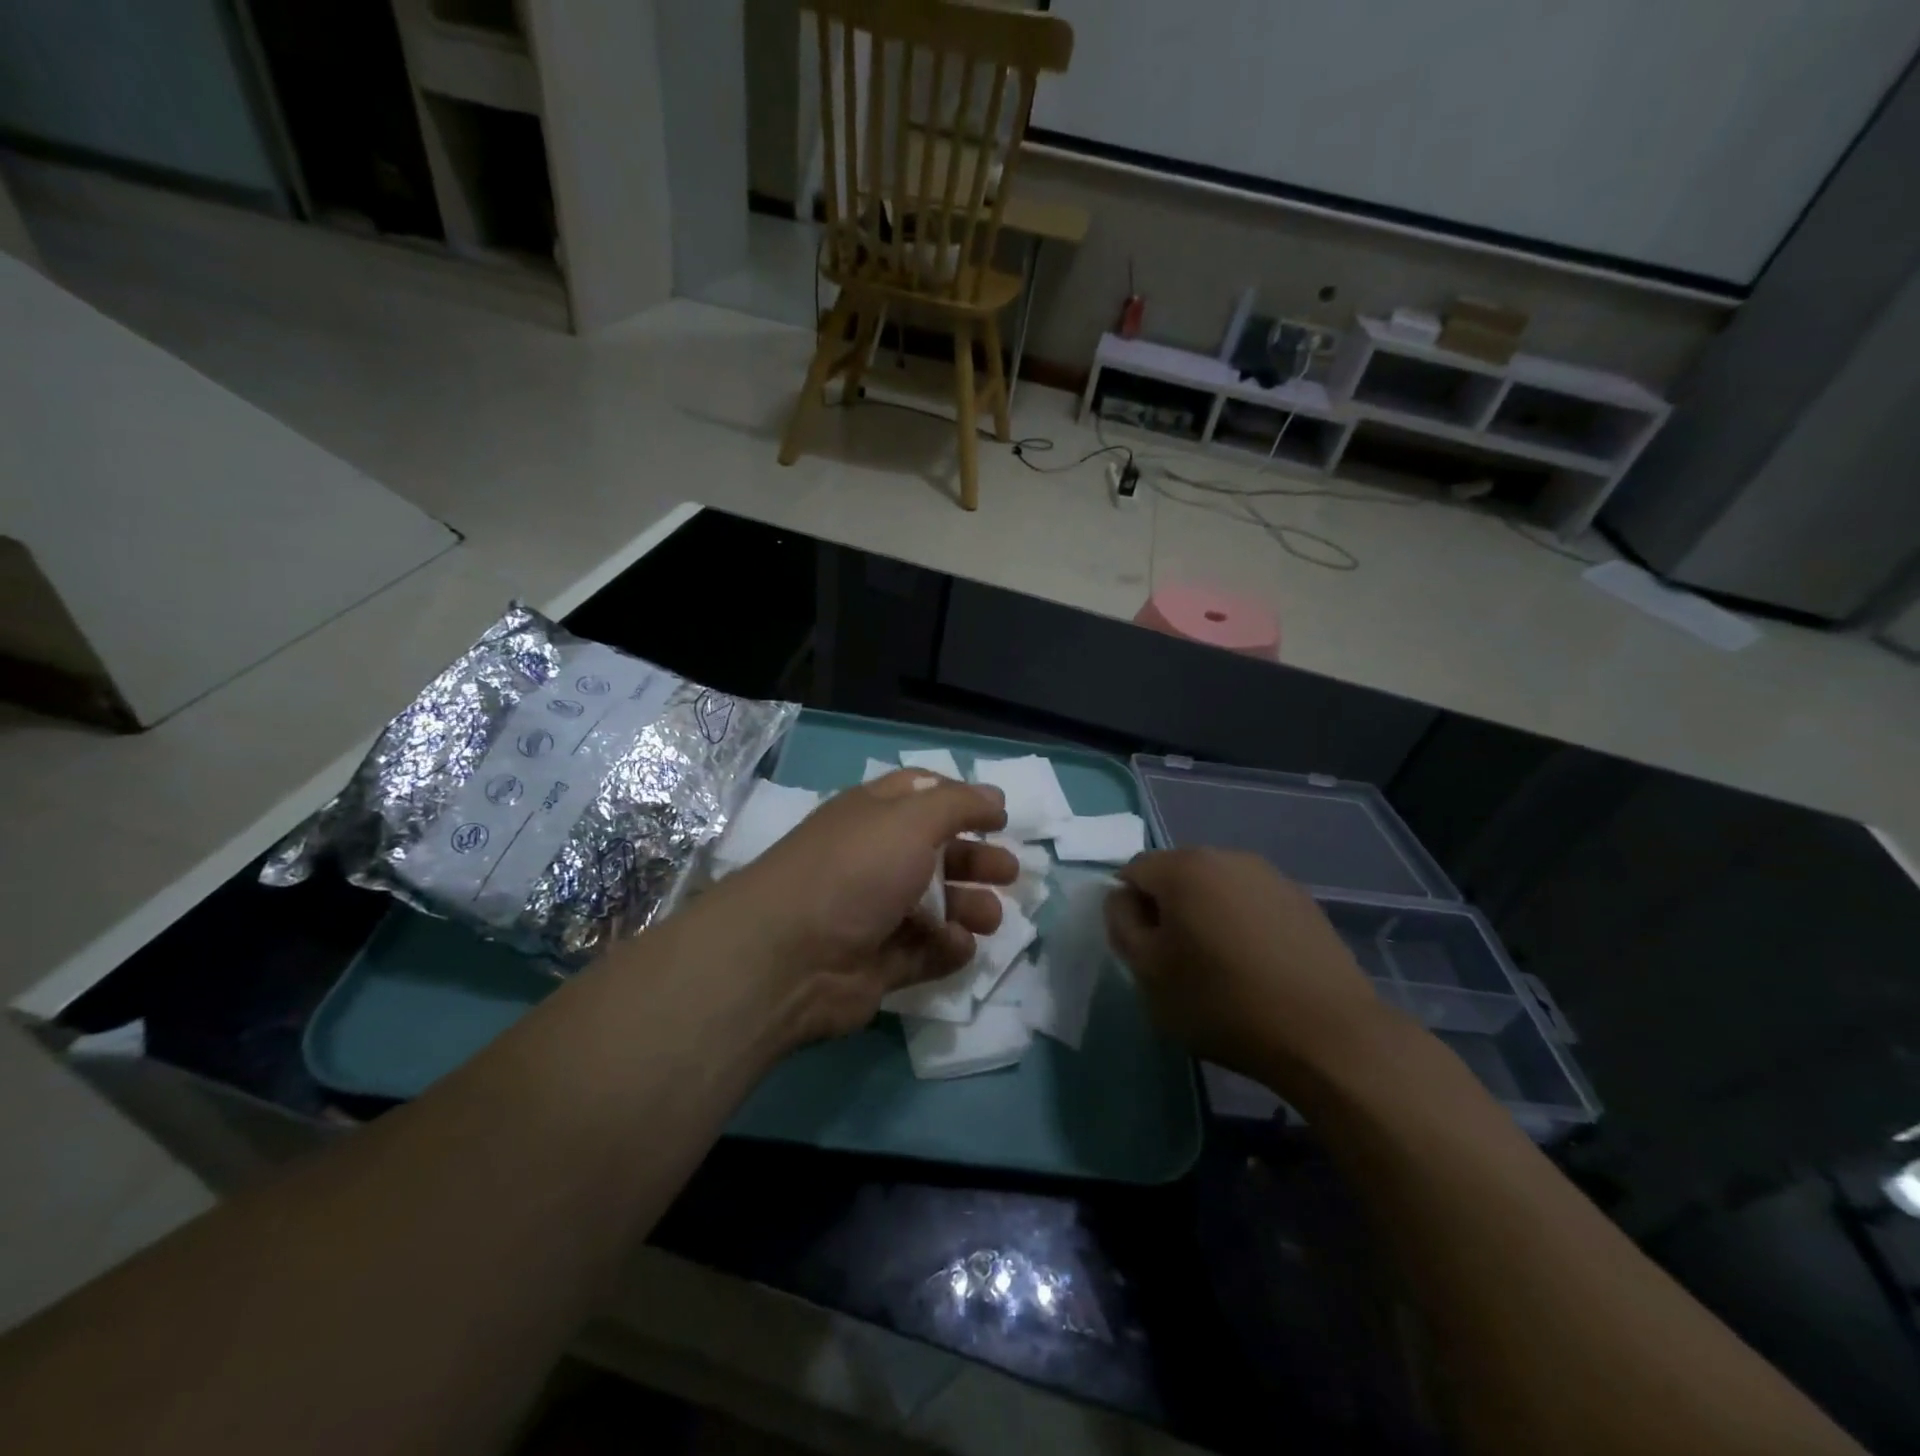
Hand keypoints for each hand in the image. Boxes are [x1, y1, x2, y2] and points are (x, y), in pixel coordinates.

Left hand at [709, 771, 1016, 1044]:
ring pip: (936, 906)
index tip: (1000, 817)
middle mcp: (874, 860)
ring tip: (991, 918)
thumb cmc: (855, 871)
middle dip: (976, 862)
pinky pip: (924, 952)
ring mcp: (875, 913)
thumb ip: (959, 805)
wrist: (789, 957)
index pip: (923, 795)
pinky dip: (947, 949)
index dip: (962, 801)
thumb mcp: (911, 820)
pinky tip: (959, 945)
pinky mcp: (878, 963)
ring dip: (970, 908)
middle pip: (937, 854)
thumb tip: (995, 798)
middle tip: (1010, 873)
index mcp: (874, 816)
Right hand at [1104, 848, 1392, 1087]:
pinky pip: (1251, 904)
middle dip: (1168, 910)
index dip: (1128, 910)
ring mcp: (1270, 876)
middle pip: (1176, 875)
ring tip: (1220, 966)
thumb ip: (1121, 924)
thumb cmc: (1222, 1002)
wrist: (1327, 1034)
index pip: (1132, 871)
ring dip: (1206, 916)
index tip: (1143, 952)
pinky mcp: (1303, 901)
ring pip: (1216, 889)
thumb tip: (1122, 898)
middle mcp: (1227, 856)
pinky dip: (1242, 926)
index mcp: (1184, 867)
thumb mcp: (1148, 972)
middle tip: (1177, 962)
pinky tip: (1257, 967)